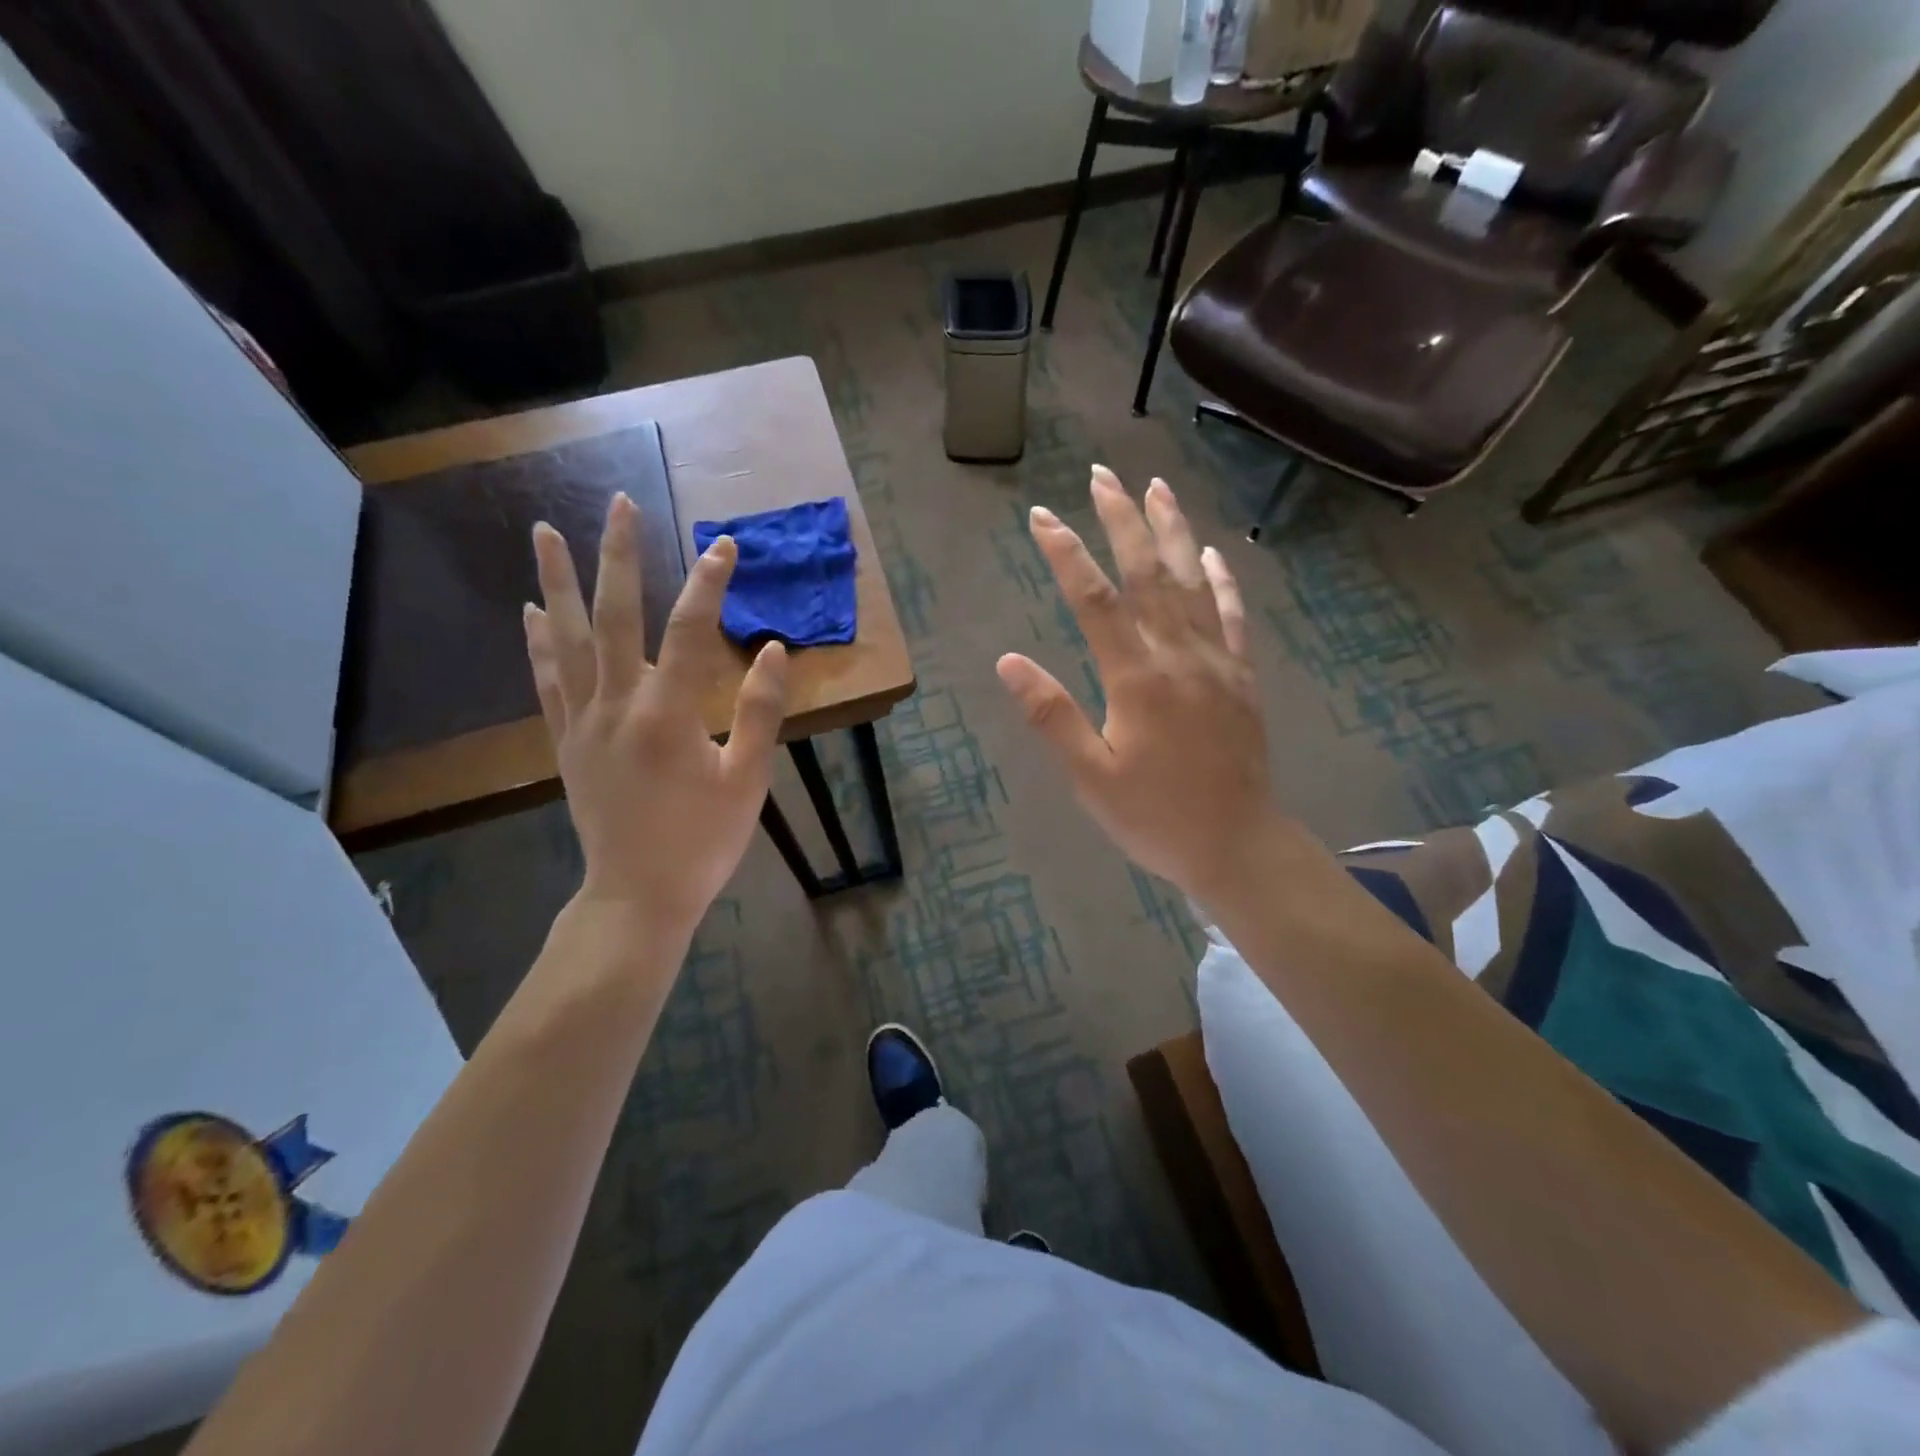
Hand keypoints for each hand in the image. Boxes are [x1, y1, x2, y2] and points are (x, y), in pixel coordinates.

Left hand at [524, 494, 787, 943]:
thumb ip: (759, 712)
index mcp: (666, 715)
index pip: (688, 632)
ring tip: (545, 531)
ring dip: (556, 583)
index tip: (725, 545)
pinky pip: (546, 683)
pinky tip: (529, 612)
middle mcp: (616, 706)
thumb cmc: (702, 843)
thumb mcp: (747, 781)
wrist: (638, 897)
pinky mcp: (566, 744)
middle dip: (620, 556)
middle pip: (614, 617)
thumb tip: (772, 650)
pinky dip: (537, 644)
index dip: (708, 584)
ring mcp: (582, 723)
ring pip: (565, 640)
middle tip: (620, 503)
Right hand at [996, 466, 1283, 905]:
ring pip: (1191, 582)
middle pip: (1148, 574)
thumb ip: (1052, 716)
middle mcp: (1178, 656)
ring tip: (1155, 488)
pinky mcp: (1242, 677)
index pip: (1095, 601)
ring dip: (1171, 531)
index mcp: (1136, 679)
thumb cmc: (1154, 817)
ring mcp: (1217, 662)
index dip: (1067, 554)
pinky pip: (1232, 616)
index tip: (1041, 517)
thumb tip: (1007, 662)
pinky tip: (1209, 552)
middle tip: (1102, 476)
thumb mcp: (1090, 777)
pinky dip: (1219, 579)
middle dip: (1121, 521)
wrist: (1237, 845)